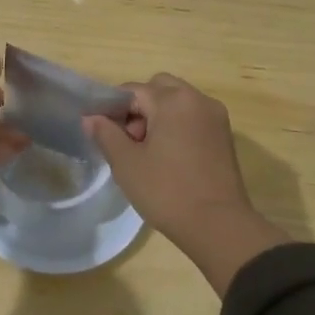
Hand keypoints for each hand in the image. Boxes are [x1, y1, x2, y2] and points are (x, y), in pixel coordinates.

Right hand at [84, 74, 288, 295]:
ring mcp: (215, 116)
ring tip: (150, 152)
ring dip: (160, 116)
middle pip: (159, 88)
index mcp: (172, 100)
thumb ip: (105, 134)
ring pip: (178, 102)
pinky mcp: (225, 135)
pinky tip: (170, 158)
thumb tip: (90, 117)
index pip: (133, 90)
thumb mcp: (126, 163)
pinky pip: (194, 117)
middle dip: (140, 107)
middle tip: (131, 141)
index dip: (113, 109)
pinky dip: (178, 126)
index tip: (104, 133)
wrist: (219, 226)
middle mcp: (197, 99)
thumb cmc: (167, 191)